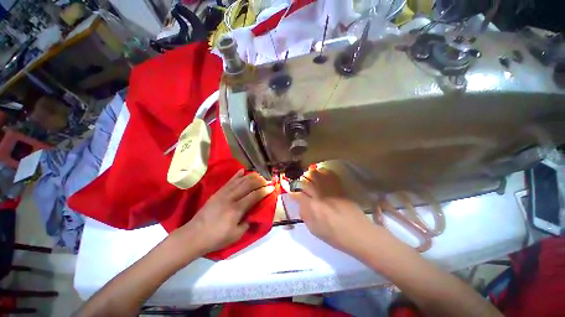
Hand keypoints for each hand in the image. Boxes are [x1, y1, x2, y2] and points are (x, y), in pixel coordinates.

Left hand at [173, 170, 274, 256]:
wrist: (194, 235)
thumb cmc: (216, 238)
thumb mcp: (236, 235)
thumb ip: (247, 223)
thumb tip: (254, 214)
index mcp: (236, 209)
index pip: (254, 196)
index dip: (264, 191)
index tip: (272, 188)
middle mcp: (231, 198)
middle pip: (248, 185)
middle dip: (259, 181)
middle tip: (267, 181)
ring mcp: (223, 193)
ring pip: (240, 181)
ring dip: (251, 177)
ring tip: (259, 175)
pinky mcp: (218, 192)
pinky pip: (229, 181)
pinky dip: (237, 175)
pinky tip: (243, 171)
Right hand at [291, 168, 379, 256]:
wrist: (360, 234)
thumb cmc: (335, 236)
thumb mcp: (315, 230)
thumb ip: (305, 215)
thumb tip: (299, 203)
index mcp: (313, 208)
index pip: (297, 194)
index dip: (291, 190)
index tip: (289, 189)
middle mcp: (320, 196)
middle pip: (306, 181)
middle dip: (300, 180)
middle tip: (299, 182)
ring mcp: (331, 190)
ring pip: (317, 175)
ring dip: (310, 174)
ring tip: (309, 176)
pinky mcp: (340, 188)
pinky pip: (330, 175)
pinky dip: (323, 172)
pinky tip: (321, 174)